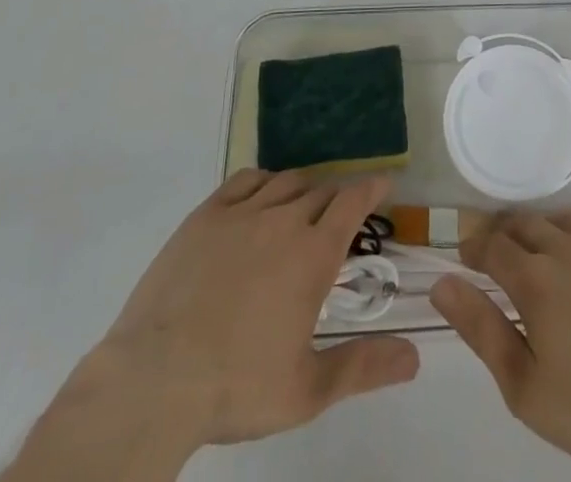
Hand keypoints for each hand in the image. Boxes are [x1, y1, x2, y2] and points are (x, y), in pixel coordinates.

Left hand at [2, 170, 419, 481]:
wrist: (155, 380)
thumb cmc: (237, 386)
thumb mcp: (307, 391)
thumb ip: (363, 367)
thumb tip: (416, 358)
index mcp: (313, 254)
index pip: (352, 202)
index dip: (371, 189)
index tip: (383, 184)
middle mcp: (283, 220)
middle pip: (320, 191)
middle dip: (336, 198)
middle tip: (338, 217)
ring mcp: (241, 213)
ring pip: (285, 181)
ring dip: (302, 189)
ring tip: (303, 206)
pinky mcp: (205, 215)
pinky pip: (244, 180)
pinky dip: (263, 181)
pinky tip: (261, 197)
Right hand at [430, 214, 570, 481]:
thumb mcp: (525, 387)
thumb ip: (481, 329)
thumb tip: (443, 283)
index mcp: (534, 278)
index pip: (491, 244)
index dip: (473, 248)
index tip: (465, 258)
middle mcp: (567, 248)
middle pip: (525, 223)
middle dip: (505, 234)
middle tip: (498, 256)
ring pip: (565, 223)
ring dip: (546, 234)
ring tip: (544, 257)